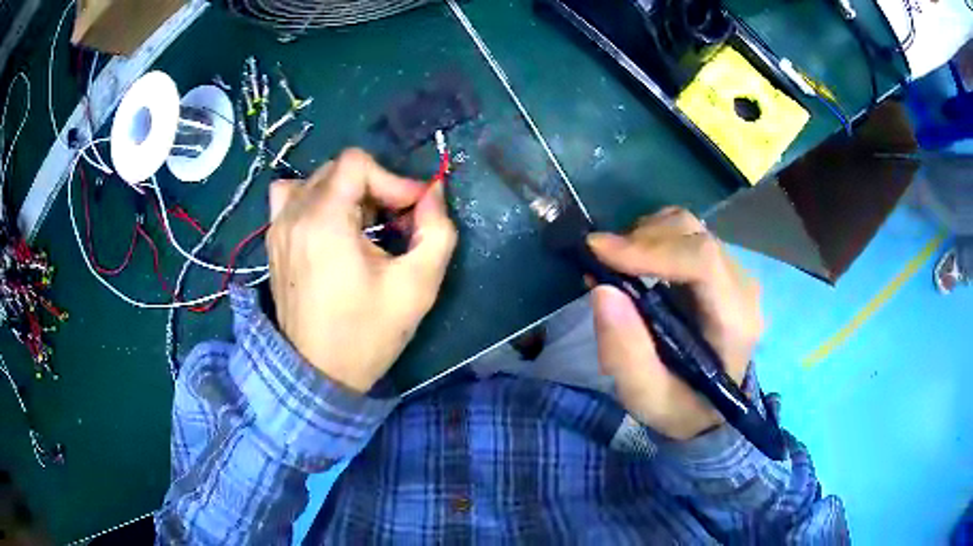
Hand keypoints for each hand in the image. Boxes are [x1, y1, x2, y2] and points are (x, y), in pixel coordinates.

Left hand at [267, 149, 456, 392]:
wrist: (318, 374)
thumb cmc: (367, 333)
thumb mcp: (417, 286)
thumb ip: (436, 230)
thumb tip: (433, 192)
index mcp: (324, 220)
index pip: (357, 163)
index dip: (393, 179)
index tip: (412, 212)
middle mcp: (293, 214)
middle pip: (338, 169)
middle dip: (375, 188)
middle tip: (395, 223)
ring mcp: (277, 226)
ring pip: (315, 180)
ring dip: (346, 192)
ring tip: (362, 224)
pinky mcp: (273, 241)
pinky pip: (290, 197)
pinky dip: (314, 199)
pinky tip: (329, 226)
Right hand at [587, 207, 762, 439]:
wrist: (709, 408)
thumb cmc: (682, 407)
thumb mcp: (648, 398)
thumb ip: (626, 354)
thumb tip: (602, 290)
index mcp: (735, 322)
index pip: (702, 262)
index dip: (650, 249)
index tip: (598, 252)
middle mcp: (742, 287)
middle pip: (694, 235)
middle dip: (640, 239)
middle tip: (599, 262)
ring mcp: (733, 272)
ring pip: (688, 226)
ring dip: (644, 235)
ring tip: (615, 264)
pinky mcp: (719, 266)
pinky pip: (685, 233)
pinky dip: (652, 237)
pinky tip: (634, 261)